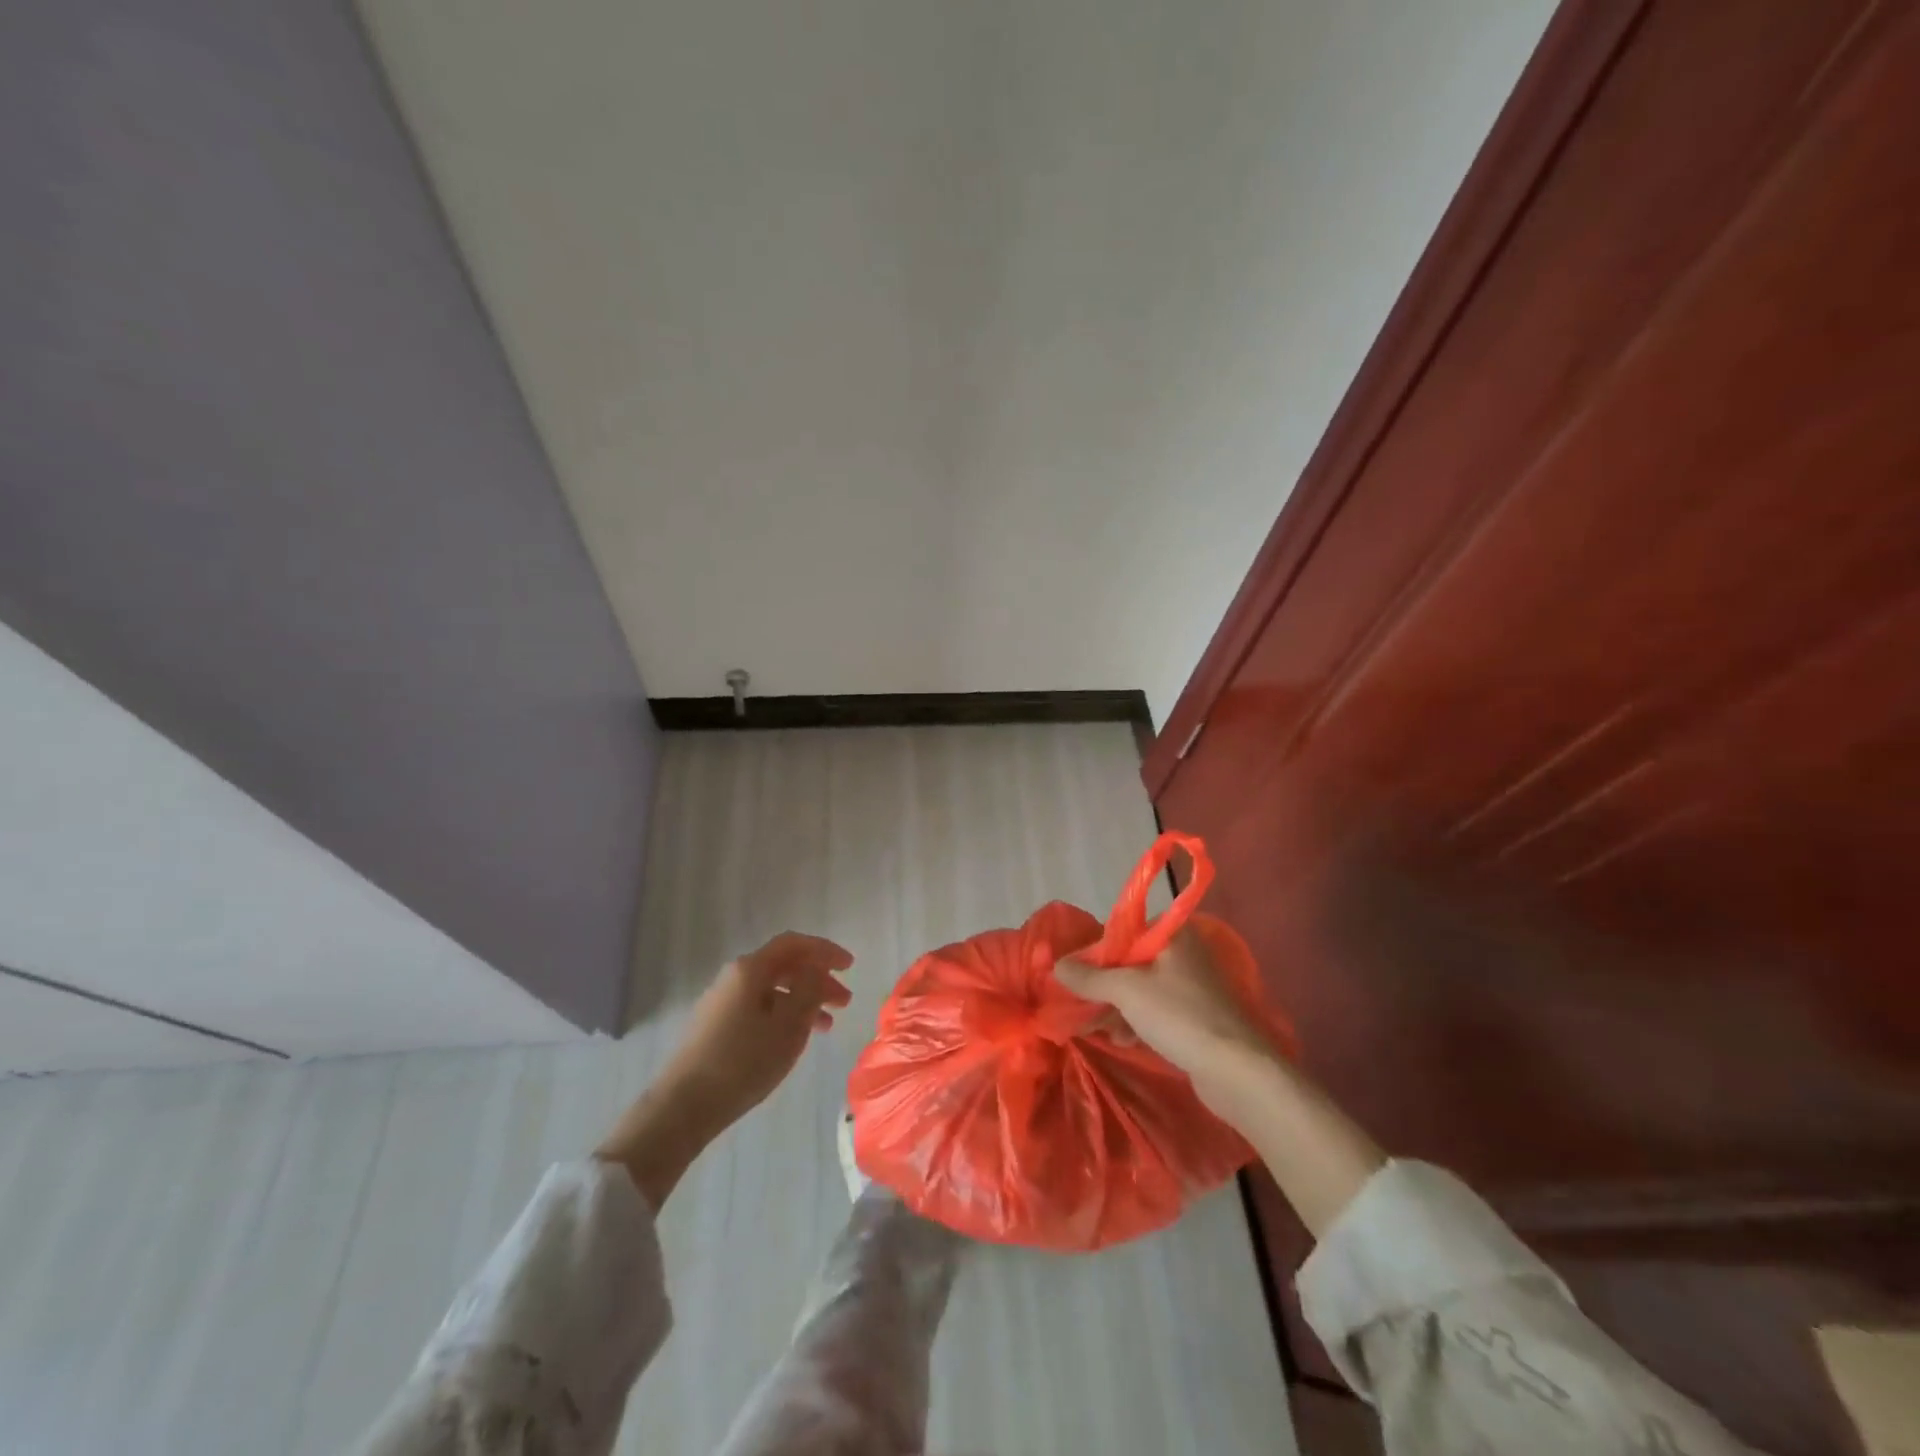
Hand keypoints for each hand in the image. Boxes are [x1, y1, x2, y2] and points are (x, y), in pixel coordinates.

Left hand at [597, 932, 851, 1206]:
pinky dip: (784, 1015)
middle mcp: (734, 977)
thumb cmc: (743, 1061)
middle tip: (844, 1001)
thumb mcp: (788, 1025)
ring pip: (773, 990)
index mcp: (750, 969)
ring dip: (803, 1000)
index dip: (825, 950)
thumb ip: (809, 990)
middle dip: (817, 979)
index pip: (794, 944)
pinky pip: (760, 1007)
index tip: (850, 966)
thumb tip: (816, 969)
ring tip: (827, 1026)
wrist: (683, 1106)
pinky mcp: (716, 1026)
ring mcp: (722, 1002)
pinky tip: (794, 1038)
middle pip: (784, 966)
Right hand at [1059, 929, 1383, 1235]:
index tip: (1075, 978)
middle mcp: (1184, 953)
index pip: (1122, 932)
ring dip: (1117, 1007)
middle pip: (1130, 961)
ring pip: (1142, 988)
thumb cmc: (1180, 1015)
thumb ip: (1089, 976)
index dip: (1095, 954)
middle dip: (1103, 985)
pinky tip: (1123, 1040)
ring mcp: (1193, 986)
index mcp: (1173, 933)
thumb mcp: (1126, 990)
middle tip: (1080, 1006)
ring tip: (1096, 1028)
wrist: (1239, 1071)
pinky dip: (1137, 1020)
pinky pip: (1157, 1010)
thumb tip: (1057, 965)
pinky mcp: (1197, 1016)